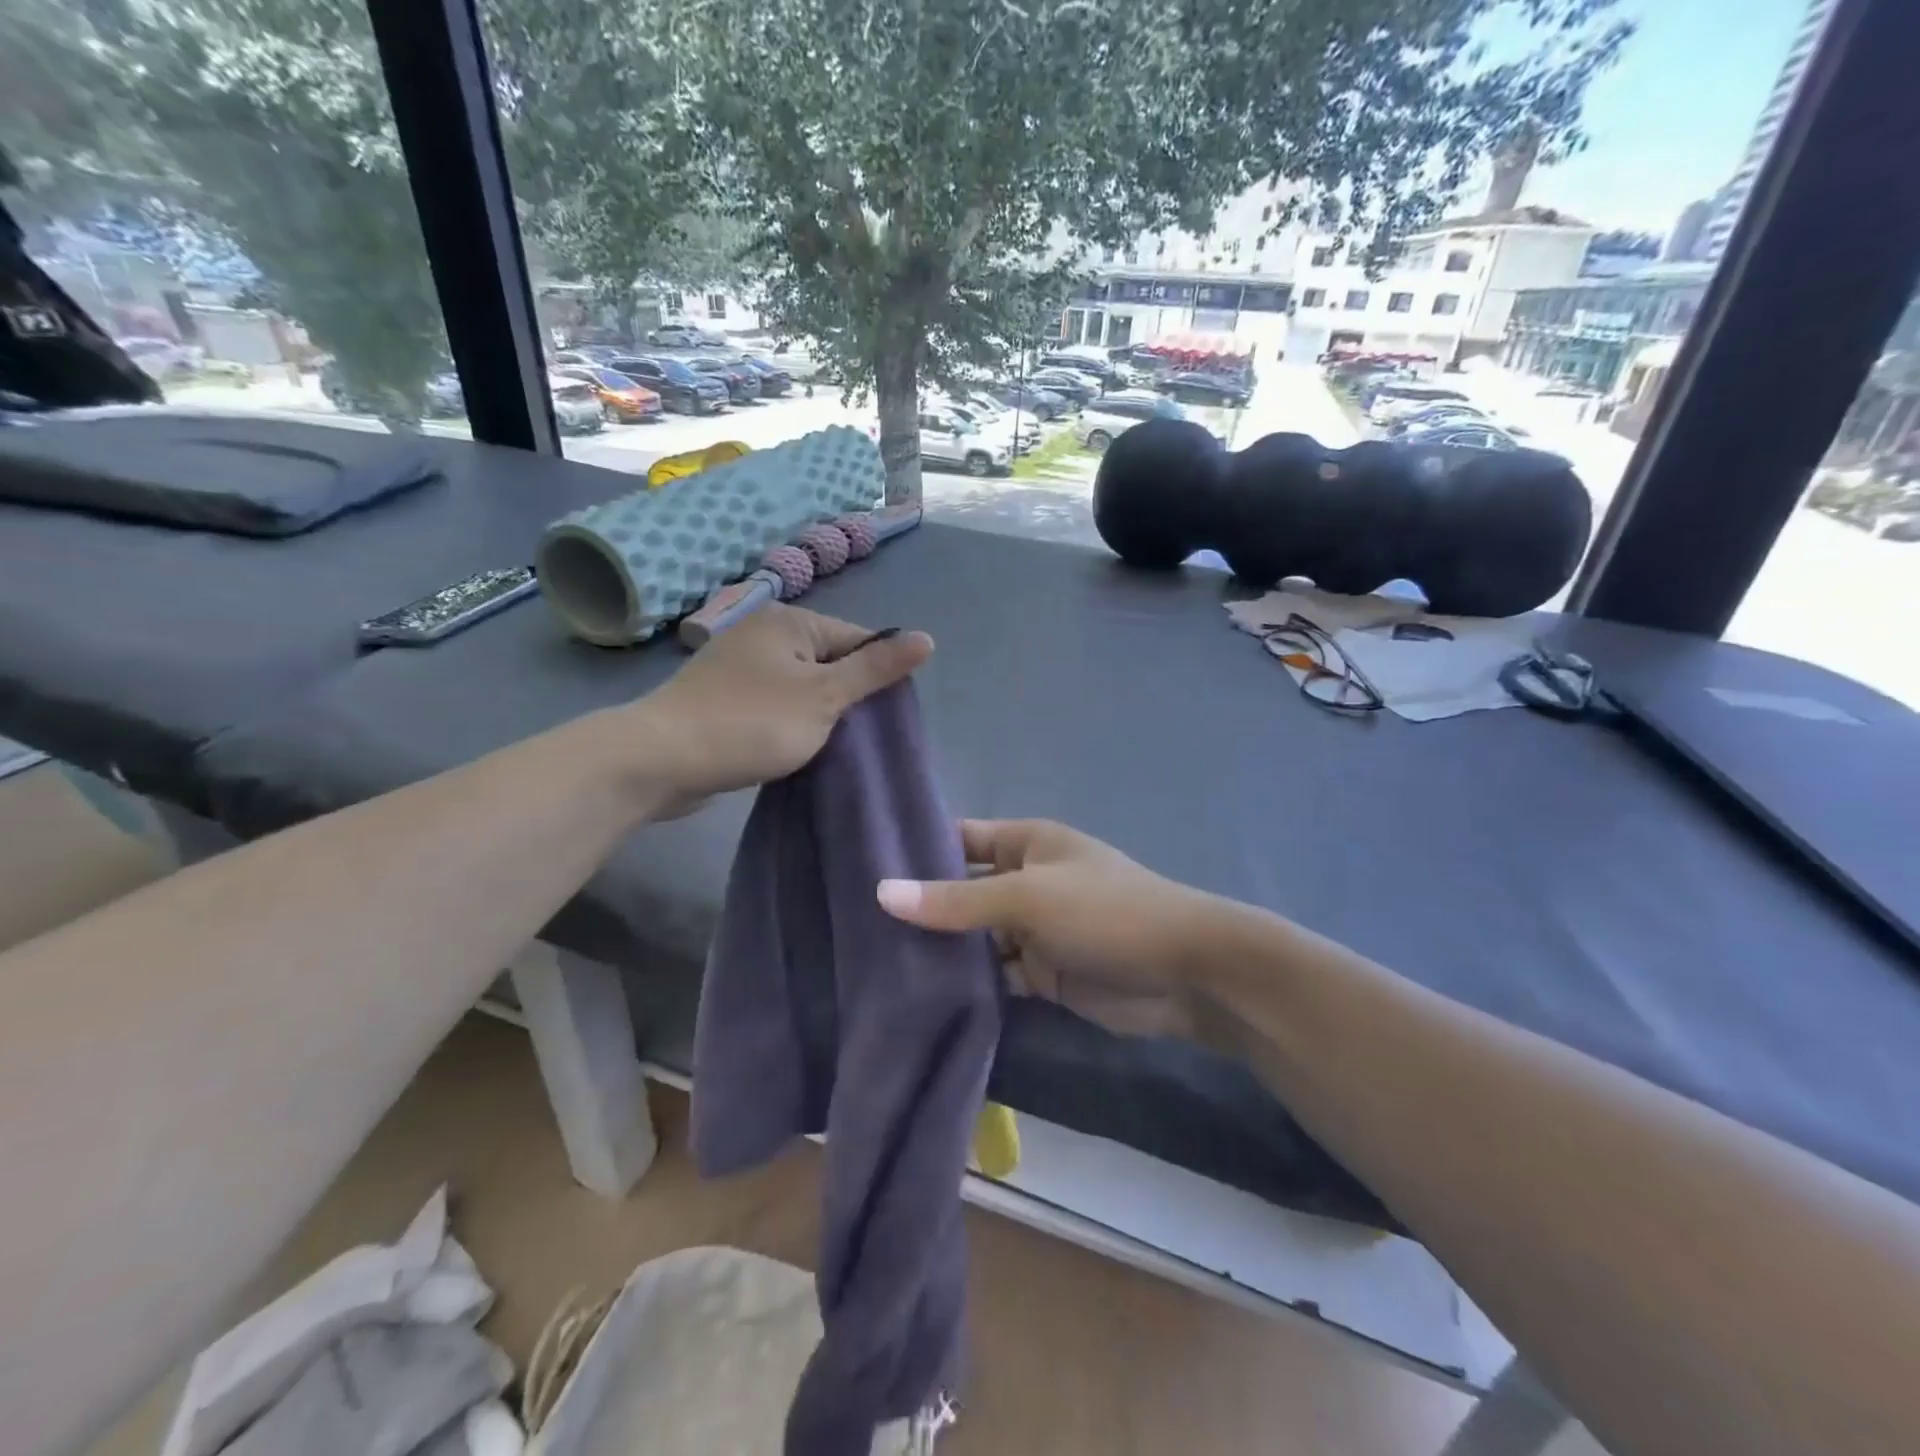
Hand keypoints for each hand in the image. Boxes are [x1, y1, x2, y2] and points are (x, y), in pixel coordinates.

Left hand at [630, 606, 932, 816]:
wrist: (661, 760)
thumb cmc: (752, 723)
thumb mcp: (825, 696)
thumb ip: (875, 669)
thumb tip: (927, 638)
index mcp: (790, 621)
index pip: (857, 639)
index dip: (877, 676)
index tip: (884, 718)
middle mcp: (763, 632)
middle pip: (829, 661)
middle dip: (846, 698)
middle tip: (858, 737)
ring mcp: (739, 665)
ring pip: (801, 686)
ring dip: (818, 714)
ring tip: (829, 746)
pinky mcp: (723, 697)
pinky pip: (773, 703)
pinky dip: (788, 722)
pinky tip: (794, 746)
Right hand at [877, 819, 1216, 1038]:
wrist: (1187, 974)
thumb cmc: (1106, 913)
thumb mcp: (1029, 898)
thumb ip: (957, 900)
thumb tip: (882, 892)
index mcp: (1028, 843)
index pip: (961, 839)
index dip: (918, 852)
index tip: (863, 870)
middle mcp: (1027, 881)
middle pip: (964, 891)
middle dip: (924, 908)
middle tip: (857, 928)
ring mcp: (1036, 929)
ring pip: (977, 937)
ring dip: (943, 951)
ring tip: (876, 965)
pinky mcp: (1045, 973)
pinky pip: (997, 974)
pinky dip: (971, 984)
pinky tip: (924, 997)